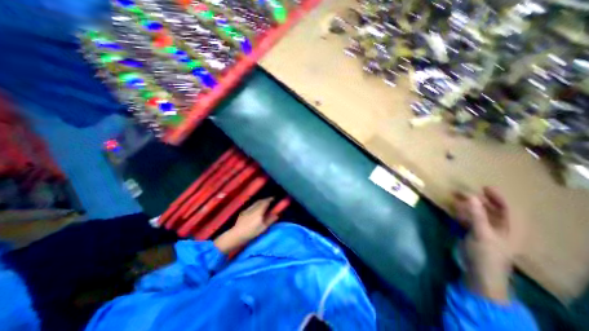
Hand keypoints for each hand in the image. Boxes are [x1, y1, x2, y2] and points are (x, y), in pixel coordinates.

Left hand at [214, 198, 278, 254]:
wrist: (237, 234)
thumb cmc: (252, 232)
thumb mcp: (263, 227)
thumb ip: (270, 220)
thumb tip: (276, 215)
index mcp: (259, 211)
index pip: (265, 202)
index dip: (270, 199)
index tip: (274, 198)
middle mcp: (253, 208)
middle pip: (260, 201)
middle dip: (265, 199)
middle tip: (270, 200)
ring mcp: (247, 209)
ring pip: (255, 203)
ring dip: (260, 201)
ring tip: (264, 203)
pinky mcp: (243, 212)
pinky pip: (251, 206)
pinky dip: (255, 205)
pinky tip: (256, 208)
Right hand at [455, 186, 518, 301]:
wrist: (479, 272)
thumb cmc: (486, 253)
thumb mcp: (482, 233)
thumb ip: (477, 214)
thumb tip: (472, 196)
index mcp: (509, 228)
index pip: (507, 208)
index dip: (498, 197)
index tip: (484, 187)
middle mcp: (499, 228)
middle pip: (491, 210)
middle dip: (478, 200)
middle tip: (463, 192)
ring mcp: (486, 231)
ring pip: (478, 214)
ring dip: (468, 206)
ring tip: (456, 198)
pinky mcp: (474, 234)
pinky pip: (469, 220)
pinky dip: (462, 213)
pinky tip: (454, 209)